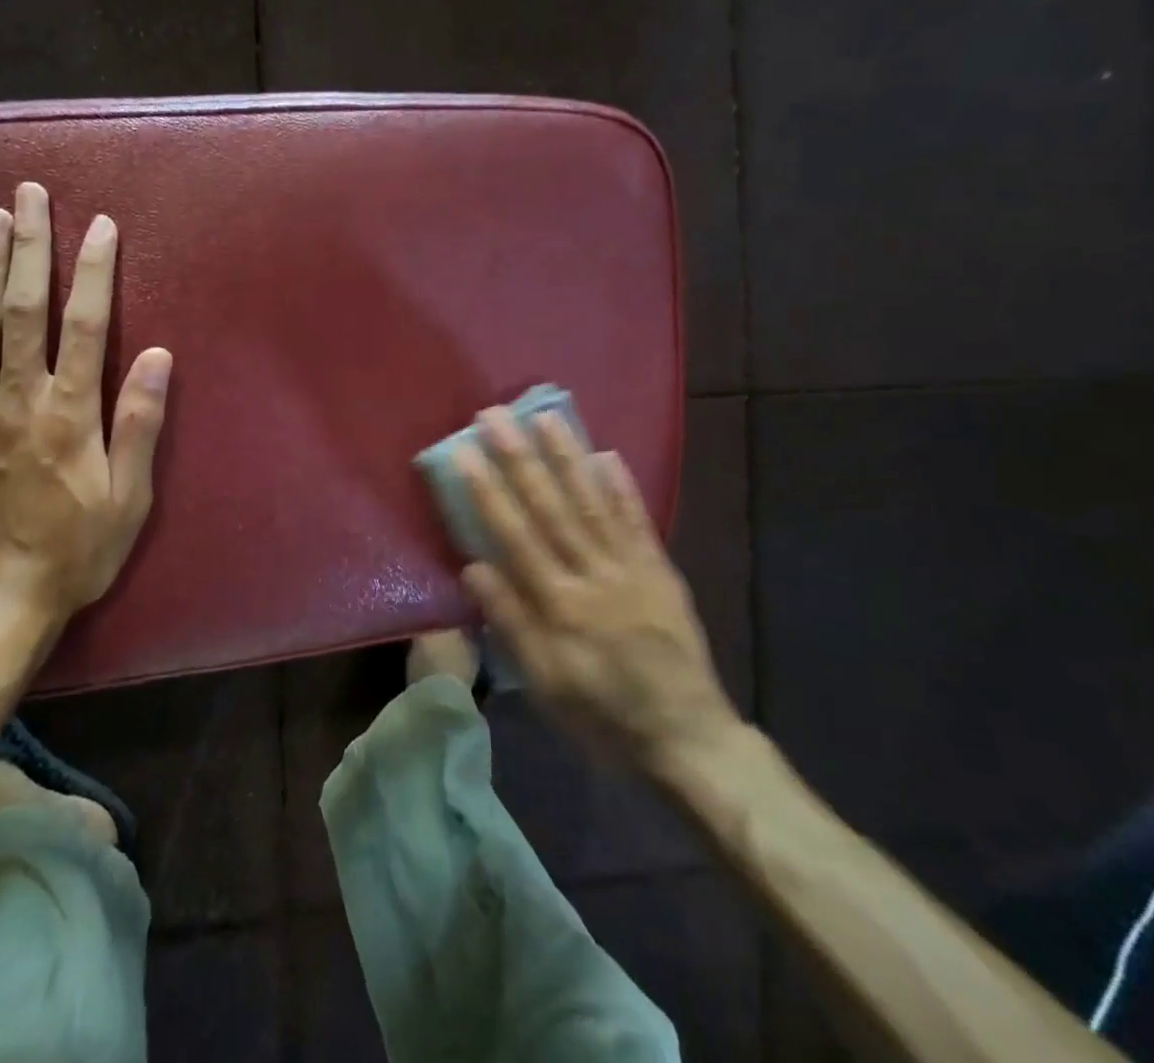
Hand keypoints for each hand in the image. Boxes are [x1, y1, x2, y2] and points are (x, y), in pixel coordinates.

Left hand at [0, 183, 171, 624]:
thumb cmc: (77, 550)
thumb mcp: (129, 497)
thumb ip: (139, 422)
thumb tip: (155, 353)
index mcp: (68, 412)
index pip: (83, 323)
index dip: (92, 270)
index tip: (99, 225)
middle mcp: (17, 399)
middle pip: (22, 308)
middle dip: (30, 246)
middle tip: (30, 195)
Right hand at [455, 408, 740, 773]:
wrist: (687, 738)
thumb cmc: (602, 715)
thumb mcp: (545, 684)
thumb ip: (511, 622)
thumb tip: (474, 567)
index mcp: (559, 605)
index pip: (515, 535)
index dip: (488, 491)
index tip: (465, 451)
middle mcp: (593, 575)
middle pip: (550, 507)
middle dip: (520, 458)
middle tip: (496, 416)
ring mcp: (630, 568)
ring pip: (592, 503)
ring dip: (568, 458)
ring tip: (546, 417)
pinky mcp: (660, 571)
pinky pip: (638, 523)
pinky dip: (622, 487)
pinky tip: (606, 455)